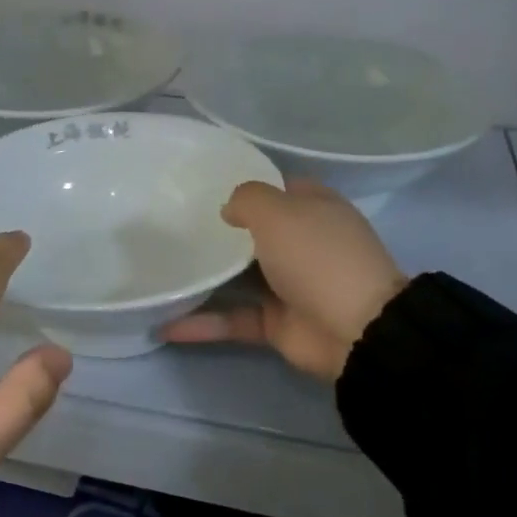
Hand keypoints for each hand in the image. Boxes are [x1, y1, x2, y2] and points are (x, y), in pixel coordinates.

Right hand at [163, 179, 404, 380]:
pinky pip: (233, 318)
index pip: (277, 188)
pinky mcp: (276, 323)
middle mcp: (302, 243)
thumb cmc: (317, 256)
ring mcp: (289, 285)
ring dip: (205, 277)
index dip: (246, 185)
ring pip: (239, 277)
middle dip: (218, 230)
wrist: (355, 330)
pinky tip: (164, 324)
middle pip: (254, 232)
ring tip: (161, 270)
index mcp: (314, 208)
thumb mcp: (278, 211)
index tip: (203, 187)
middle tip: (172, 225)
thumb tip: (229, 210)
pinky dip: (203, 323)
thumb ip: (247, 199)